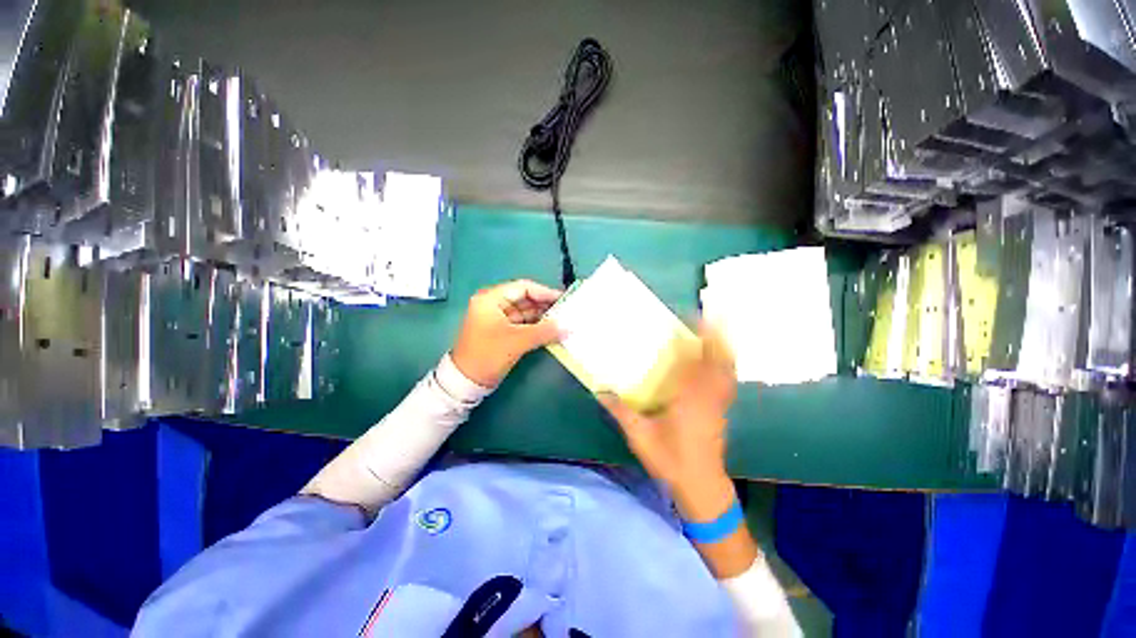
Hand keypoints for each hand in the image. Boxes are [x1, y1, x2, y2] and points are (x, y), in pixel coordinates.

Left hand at [451, 279, 562, 387]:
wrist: (467, 382)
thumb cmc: (489, 355)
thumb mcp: (517, 341)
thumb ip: (544, 331)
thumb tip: (568, 327)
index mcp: (491, 299)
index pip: (523, 287)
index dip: (545, 292)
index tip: (563, 298)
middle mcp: (493, 304)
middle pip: (524, 298)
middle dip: (545, 305)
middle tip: (566, 310)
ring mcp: (497, 318)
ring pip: (524, 312)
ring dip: (542, 317)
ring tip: (563, 321)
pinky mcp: (501, 331)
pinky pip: (522, 324)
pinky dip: (536, 326)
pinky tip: (551, 330)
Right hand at [600, 322, 737, 520]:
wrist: (702, 488)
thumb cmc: (671, 460)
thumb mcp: (640, 436)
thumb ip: (620, 411)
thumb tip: (600, 390)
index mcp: (690, 399)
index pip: (697, 362)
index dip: (699, 338)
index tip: (694, 318)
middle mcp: (709, 397)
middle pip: (720, 361)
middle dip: (717, 337)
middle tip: (707, 318)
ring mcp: (719, 404)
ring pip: (727, 370)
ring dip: (722, 349)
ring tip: (712, 333)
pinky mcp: (721, 411)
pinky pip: (726, 381)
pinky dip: (723, 366)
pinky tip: (714, 361)